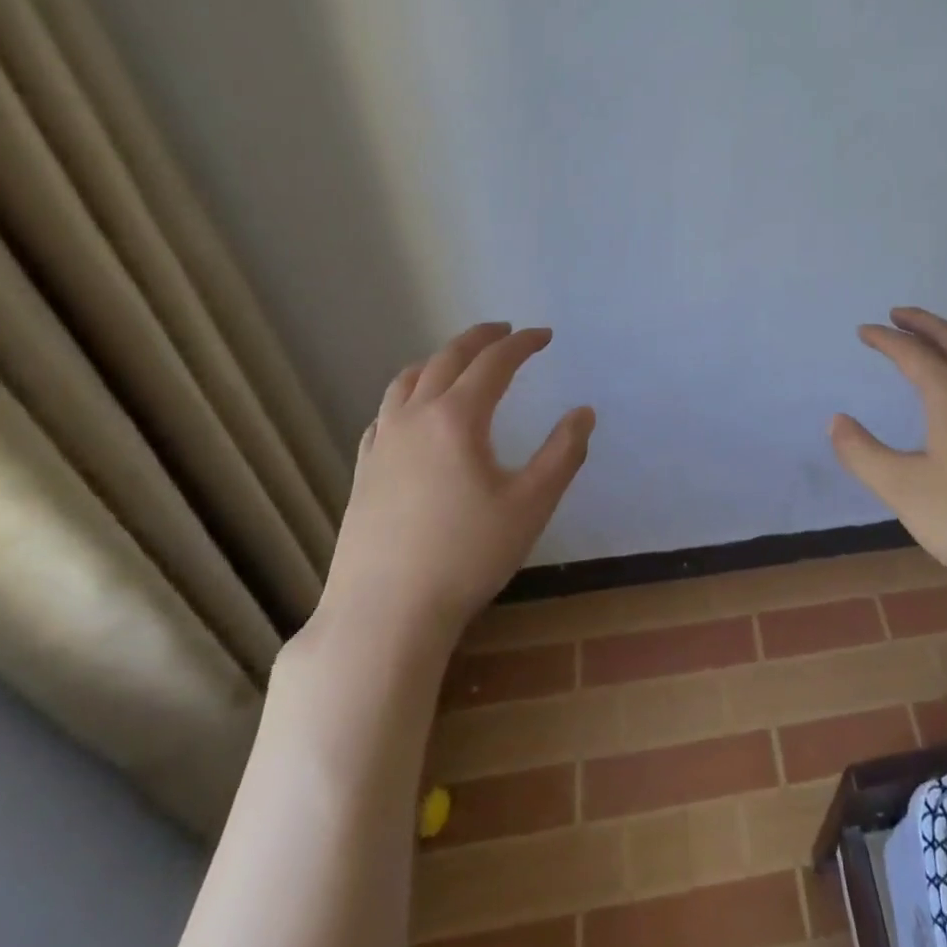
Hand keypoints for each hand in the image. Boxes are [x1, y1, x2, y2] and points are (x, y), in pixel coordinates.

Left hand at [312, 323, 594, 661]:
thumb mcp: (531, 505)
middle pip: (448, 359)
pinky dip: (409, 393)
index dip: (522, 344)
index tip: (544, 336)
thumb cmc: (466, 556)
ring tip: (460, 360)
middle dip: (480, 339)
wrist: (383, 614)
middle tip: (505, 331)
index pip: (494, 363)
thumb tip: (583, 413)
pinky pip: (386, 412)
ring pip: (408, 380)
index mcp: (457, 417)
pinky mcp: (363, 470)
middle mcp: (415, 417)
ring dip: (440, 360)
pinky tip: (414, 412)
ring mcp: (382, 443)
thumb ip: (563, 453)